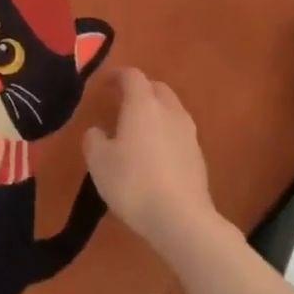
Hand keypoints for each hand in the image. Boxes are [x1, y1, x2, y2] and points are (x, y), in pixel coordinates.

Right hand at [83, 68, 219, 257]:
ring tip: (137, 127)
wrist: (180, 218)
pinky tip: (154, 153)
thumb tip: (98, 131)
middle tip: (121, 102)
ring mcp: (189, 133)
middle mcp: (170, 111)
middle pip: (157, 88)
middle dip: (139, 90)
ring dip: (155, 111)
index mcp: (143, 105)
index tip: (103, 83)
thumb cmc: (133, 183)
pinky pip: (179, 132)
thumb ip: (94, 139)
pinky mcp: (198, 156)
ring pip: (171, 109)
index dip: (116, 75)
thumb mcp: (99, 161)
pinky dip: (165, 132)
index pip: (132, 76)